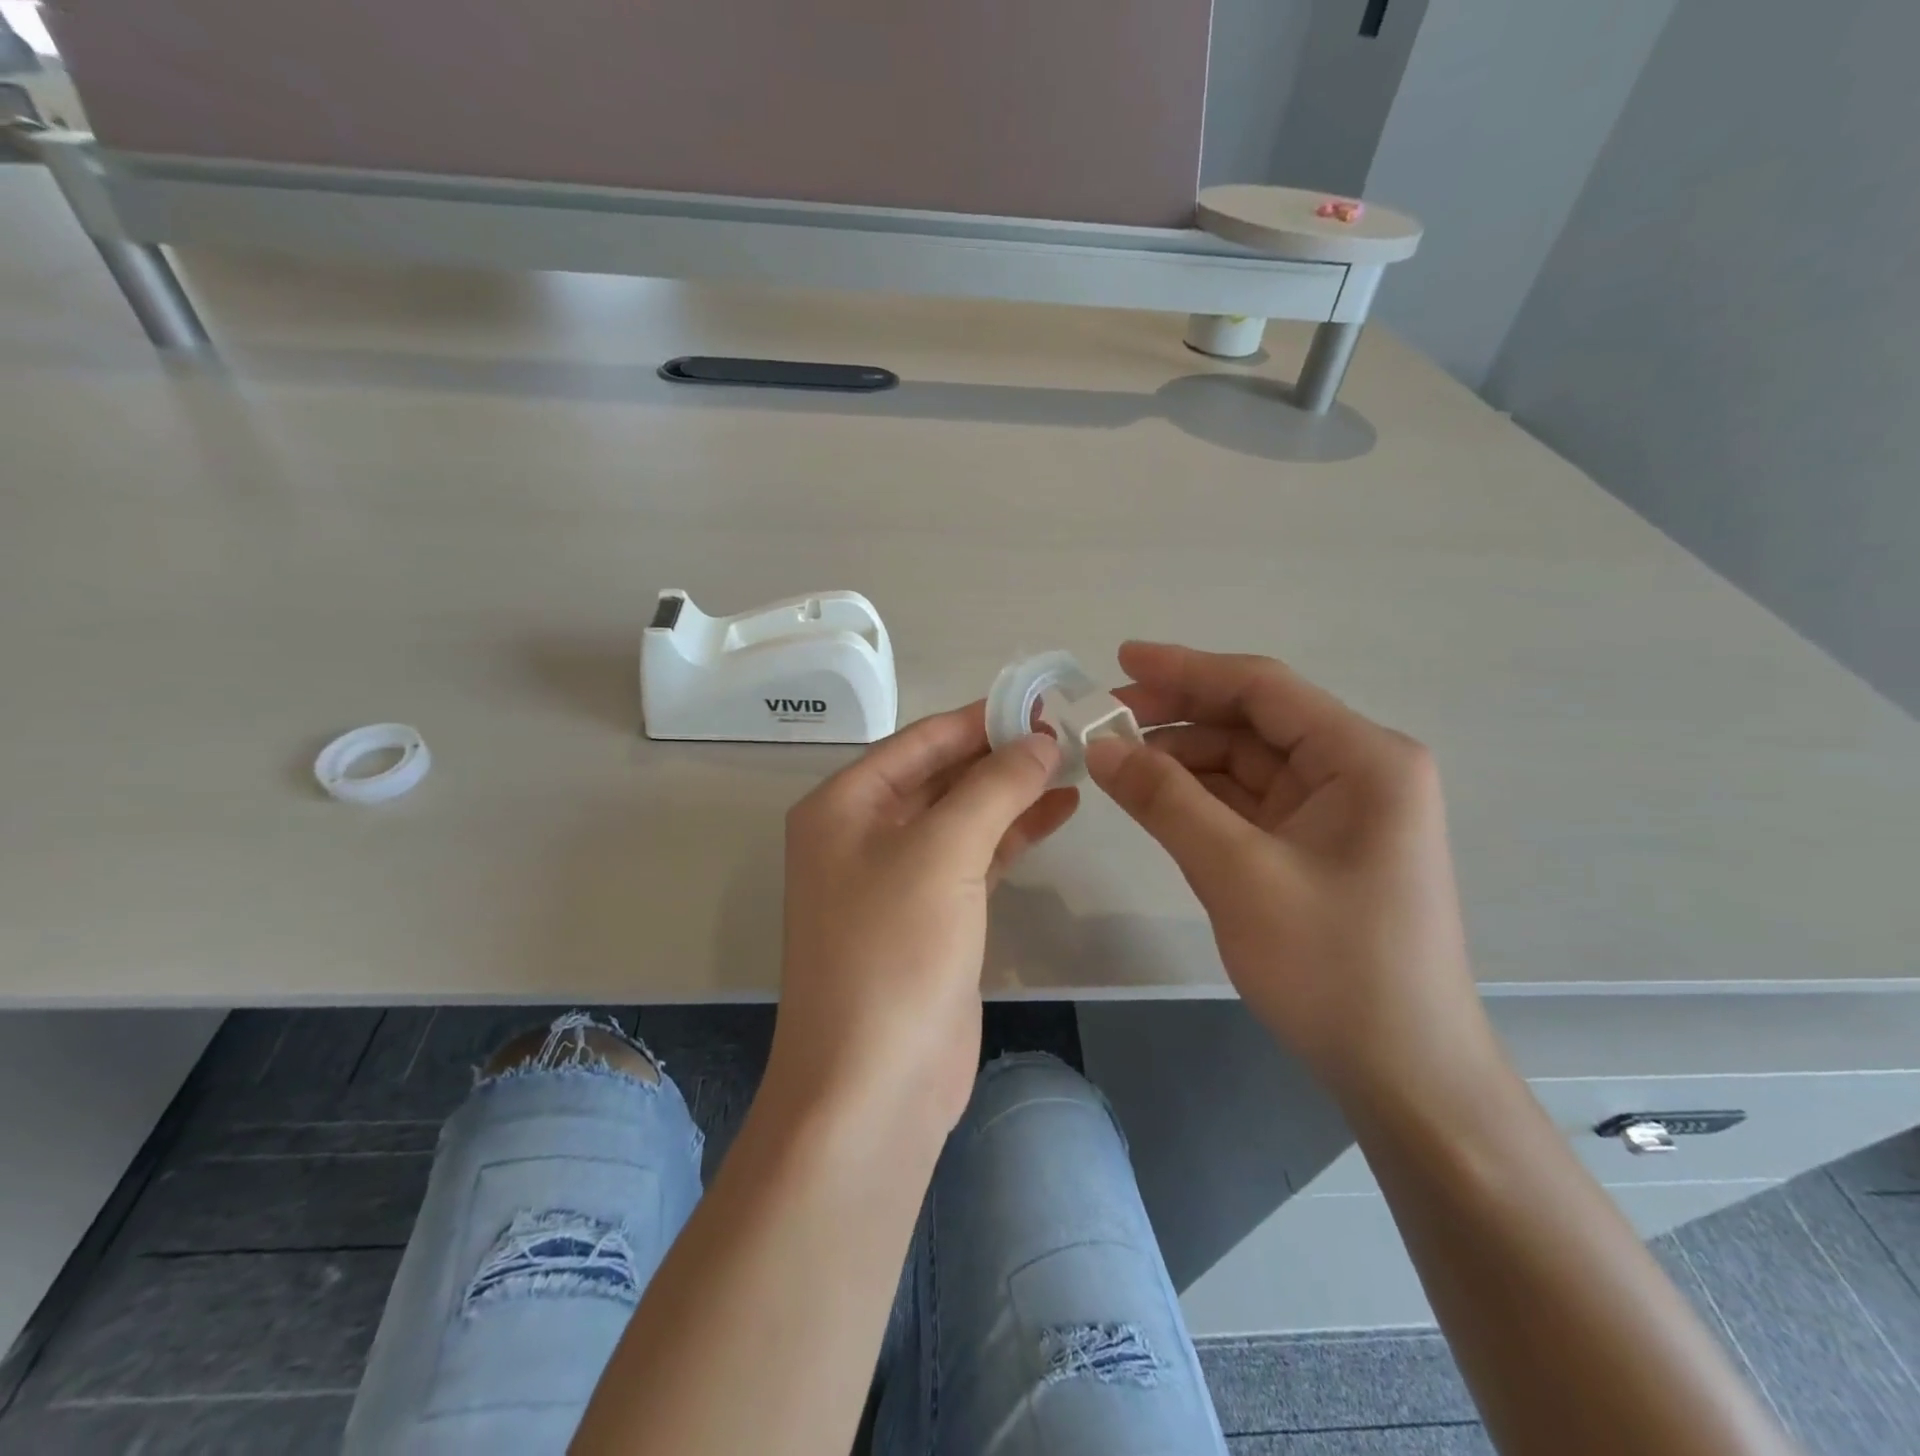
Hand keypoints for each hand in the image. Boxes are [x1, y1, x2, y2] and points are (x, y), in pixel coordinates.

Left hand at [772, 704, 1077, 1139]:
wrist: (874, 1086)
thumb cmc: (893, 953)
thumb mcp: (943, 853)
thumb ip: (993, 787)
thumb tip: (1039, 739)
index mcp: (844, 805)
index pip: (920, 740)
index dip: (980, 718)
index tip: (1041, 700)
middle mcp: (864, 834)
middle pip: (942, 775)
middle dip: (1001, 754)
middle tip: (1068, 731)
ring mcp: (898, 879)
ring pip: (963, 816)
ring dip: (1013, 792)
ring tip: (1074, 765)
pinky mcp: (932, 917)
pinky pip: (975, 858)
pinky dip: (1013, 834)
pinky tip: (1058, 811)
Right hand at [1087, 642, 1491, 1100]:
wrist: (1403, 1075)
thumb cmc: (1333, 967)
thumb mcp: (1237, 874)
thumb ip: (1165, 800)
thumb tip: (1099, 745)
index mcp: (1363, 758)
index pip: (1262, 688)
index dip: (1186, 668)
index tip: (1119, 660)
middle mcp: (1357, 770)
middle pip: (1252, 722)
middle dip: (1177, 717)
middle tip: (1102, 721)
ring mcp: (1337, 811)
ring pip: (1245, 763)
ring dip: (1181, 760)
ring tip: (1114, 764)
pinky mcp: (1316, 847)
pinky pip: (1248, 803)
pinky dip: (1199, 798)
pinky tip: (1152, 798)